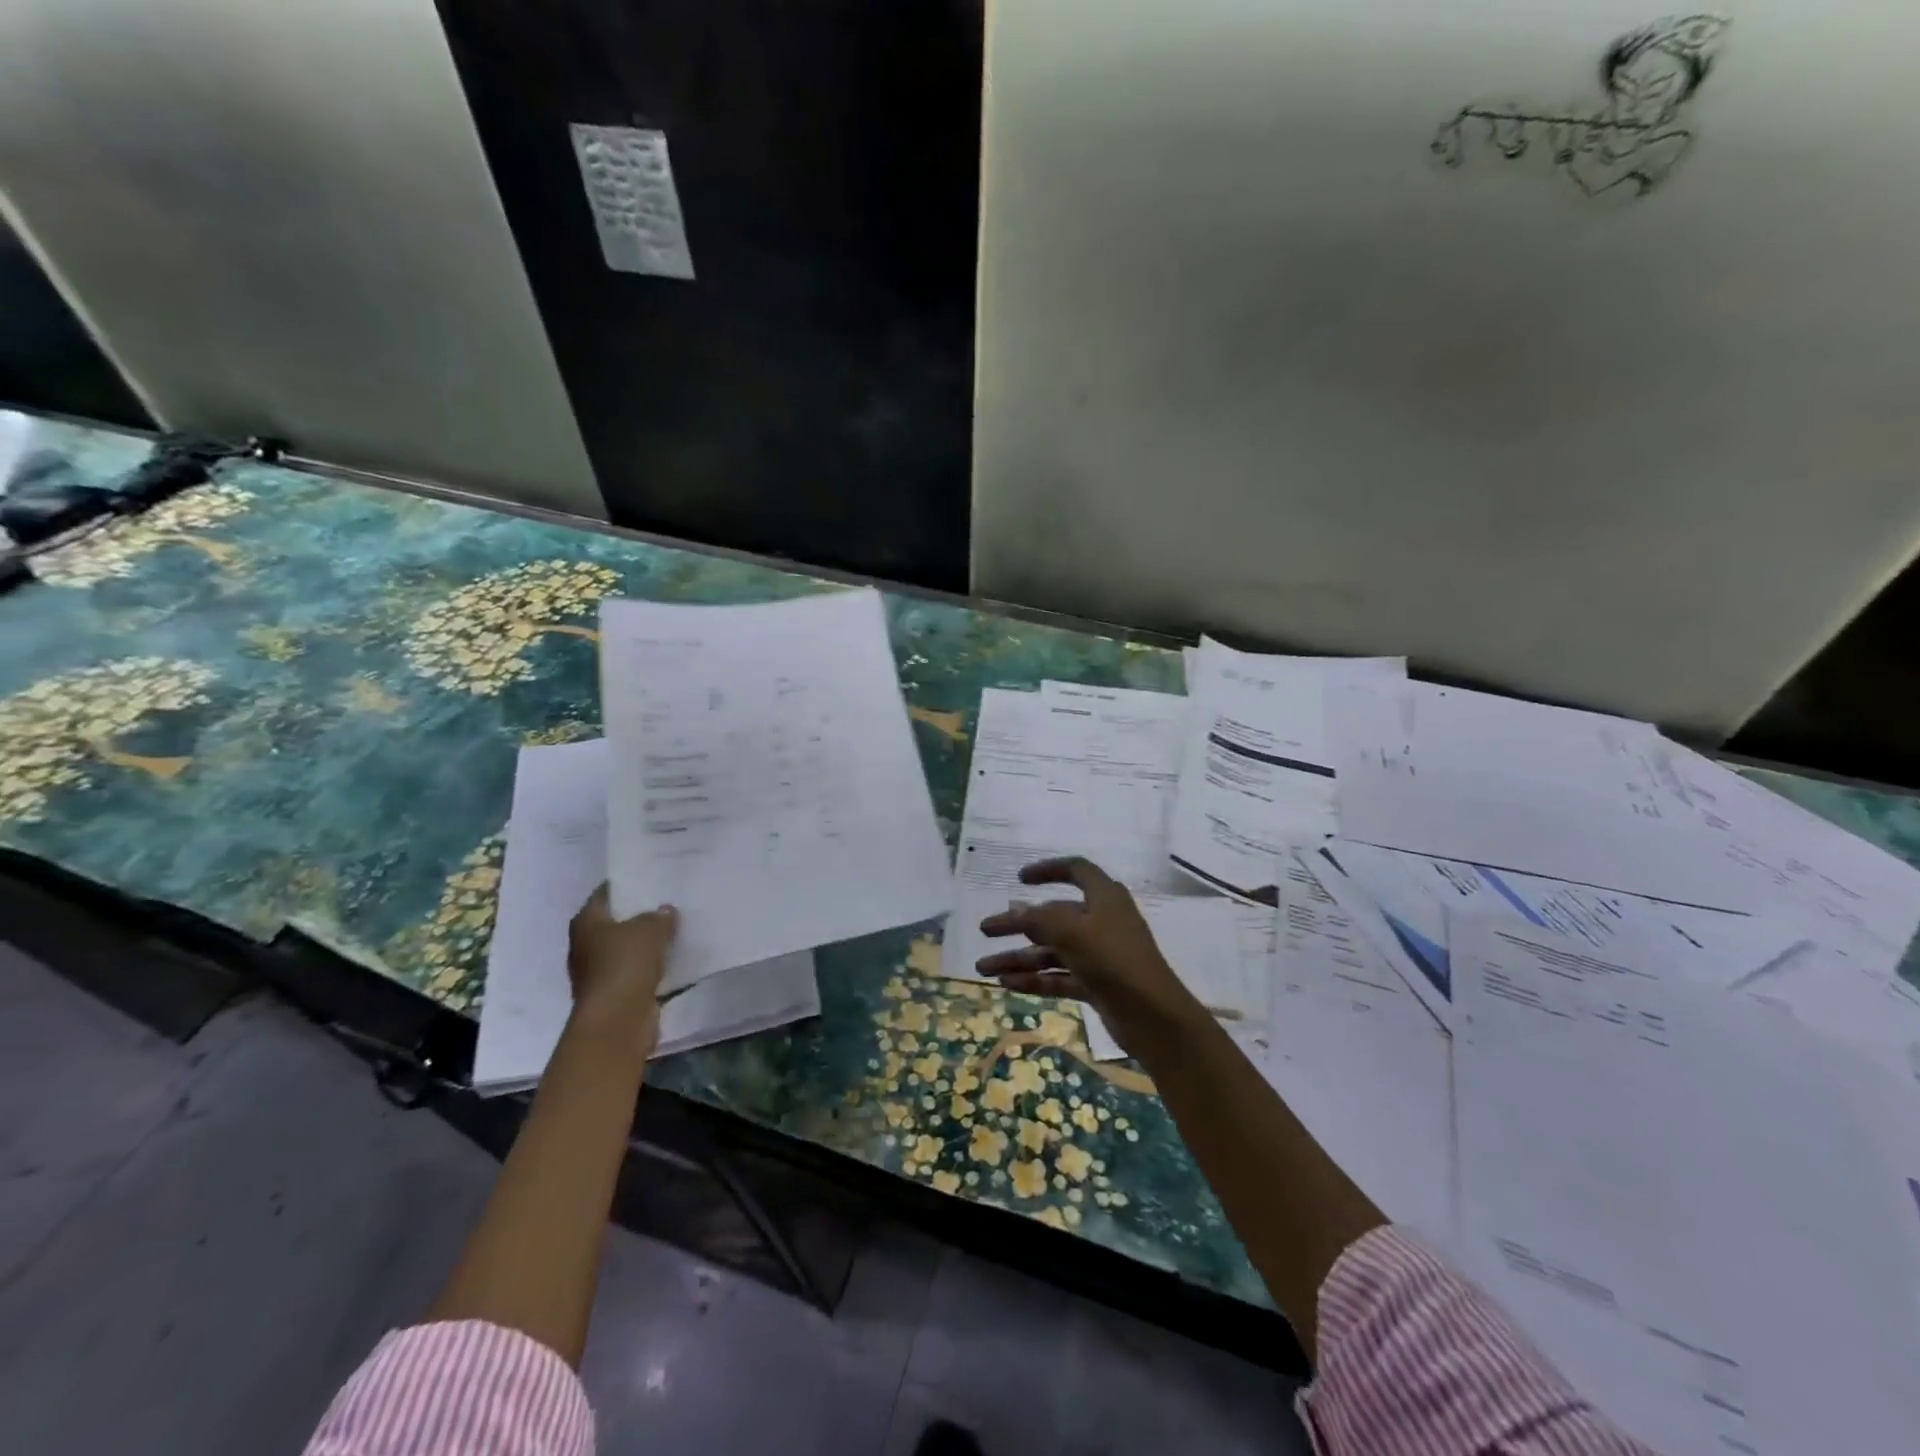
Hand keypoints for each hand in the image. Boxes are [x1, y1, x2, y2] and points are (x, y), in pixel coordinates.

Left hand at [567, 885, 676, 1041]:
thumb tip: (665, 911)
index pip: (605, 894)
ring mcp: (599, 972)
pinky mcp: (615, 993)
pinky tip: (673, 958)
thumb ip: (659, 916)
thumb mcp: (649, 929)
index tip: (650, 877)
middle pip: (615, 922)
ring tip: (675, 928)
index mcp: (587, 922)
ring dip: (646, 943)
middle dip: (639, 914)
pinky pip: (636, 971)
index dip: (627, 884)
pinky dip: (651, 966)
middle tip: (668, 901)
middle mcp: (586, 945)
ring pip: (627, 948)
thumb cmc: (625, 964)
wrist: (617, 1019)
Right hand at [975, 858, 1202, 1057]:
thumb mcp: (1072, 932)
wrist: (1155, 1017)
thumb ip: (1039, 919)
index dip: (1048, 870)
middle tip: (985, 930)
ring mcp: (1099, 955)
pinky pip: (1058, 975)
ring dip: (1019, 957)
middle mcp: (1101, 921)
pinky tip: (1006, 984)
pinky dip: (1034, 978)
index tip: (1020, 879)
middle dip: (1018, 924)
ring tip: (983, 968)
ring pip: (1051, 950)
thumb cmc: (1114, 960)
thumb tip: (1014, 909)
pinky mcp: (1096, 984)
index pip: (1076, 870)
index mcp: (1104, 897)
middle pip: (1053, 915)